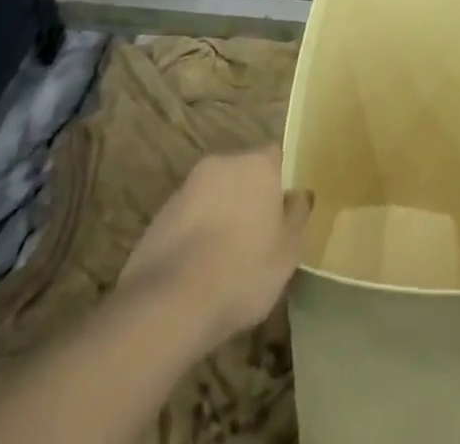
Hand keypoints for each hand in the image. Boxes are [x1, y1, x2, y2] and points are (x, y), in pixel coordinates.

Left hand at [118, 147, 310, 349]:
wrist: (170, 302)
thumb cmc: (243, 271)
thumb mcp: (288, 251)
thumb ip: (297, 216)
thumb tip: (299, 194)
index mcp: (257, 164)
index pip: (274, 157)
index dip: (279, 183)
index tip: (280, 213)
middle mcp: (222, 164)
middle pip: (241, 173)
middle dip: (247, 197)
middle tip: (255, 238)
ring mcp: (186, 188)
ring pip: (213, 196)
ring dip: (220, 216)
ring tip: (224, 260)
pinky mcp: (160, 215)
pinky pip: (188, 219)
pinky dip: (195, 235)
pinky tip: (197, 271)